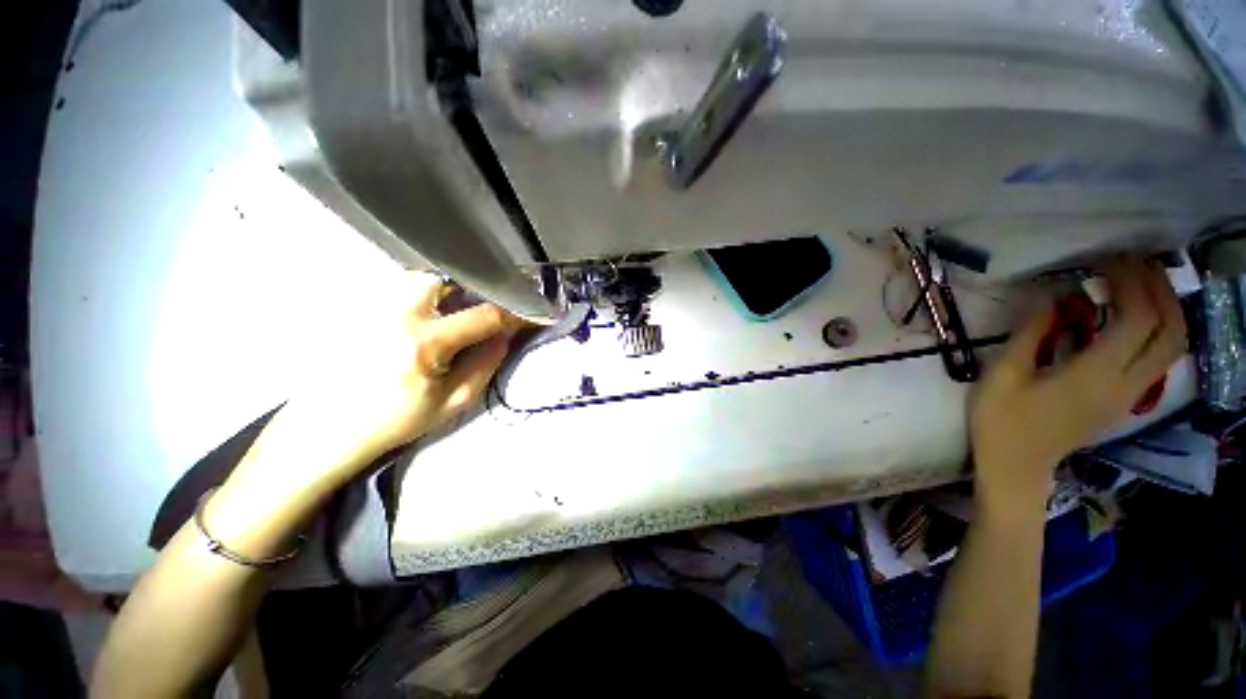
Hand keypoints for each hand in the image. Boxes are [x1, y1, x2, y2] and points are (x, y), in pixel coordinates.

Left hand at [261, 272, 528, 488]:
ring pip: (420, 277)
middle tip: (485, 308)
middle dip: (474, 289)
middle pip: (447, 278)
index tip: (532, 314)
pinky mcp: (359, 307)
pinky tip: (426, 314)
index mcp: (425, 343)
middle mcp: (398, 314)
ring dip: (447, 288)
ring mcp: (374, 306)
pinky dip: (423, 293)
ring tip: (455, 310)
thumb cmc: (395, 420)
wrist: (327, 429)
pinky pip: (400, 287)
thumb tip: (505, 335)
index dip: (514, 314)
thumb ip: (486, 364)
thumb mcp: (453, 402)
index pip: (484, 316)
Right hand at [971, 258, 1186, 509]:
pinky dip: (1155, 328)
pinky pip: (1158, 357)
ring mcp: (1130, 394)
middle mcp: (1126, 384)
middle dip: (1157, 288)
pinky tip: (1129, 316)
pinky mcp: (1126, 399)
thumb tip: (1053, 298)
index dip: (1129, 282)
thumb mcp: (1002, 376)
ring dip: (1164, 307)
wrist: (1017, 466)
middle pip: (1169, 329)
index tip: (1104, 261)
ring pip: (1173, 344)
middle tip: (1129, 264)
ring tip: (1136, 283)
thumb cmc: (1002, 421)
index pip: (1137, 318)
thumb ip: (1030, 335)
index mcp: (1095, 377)